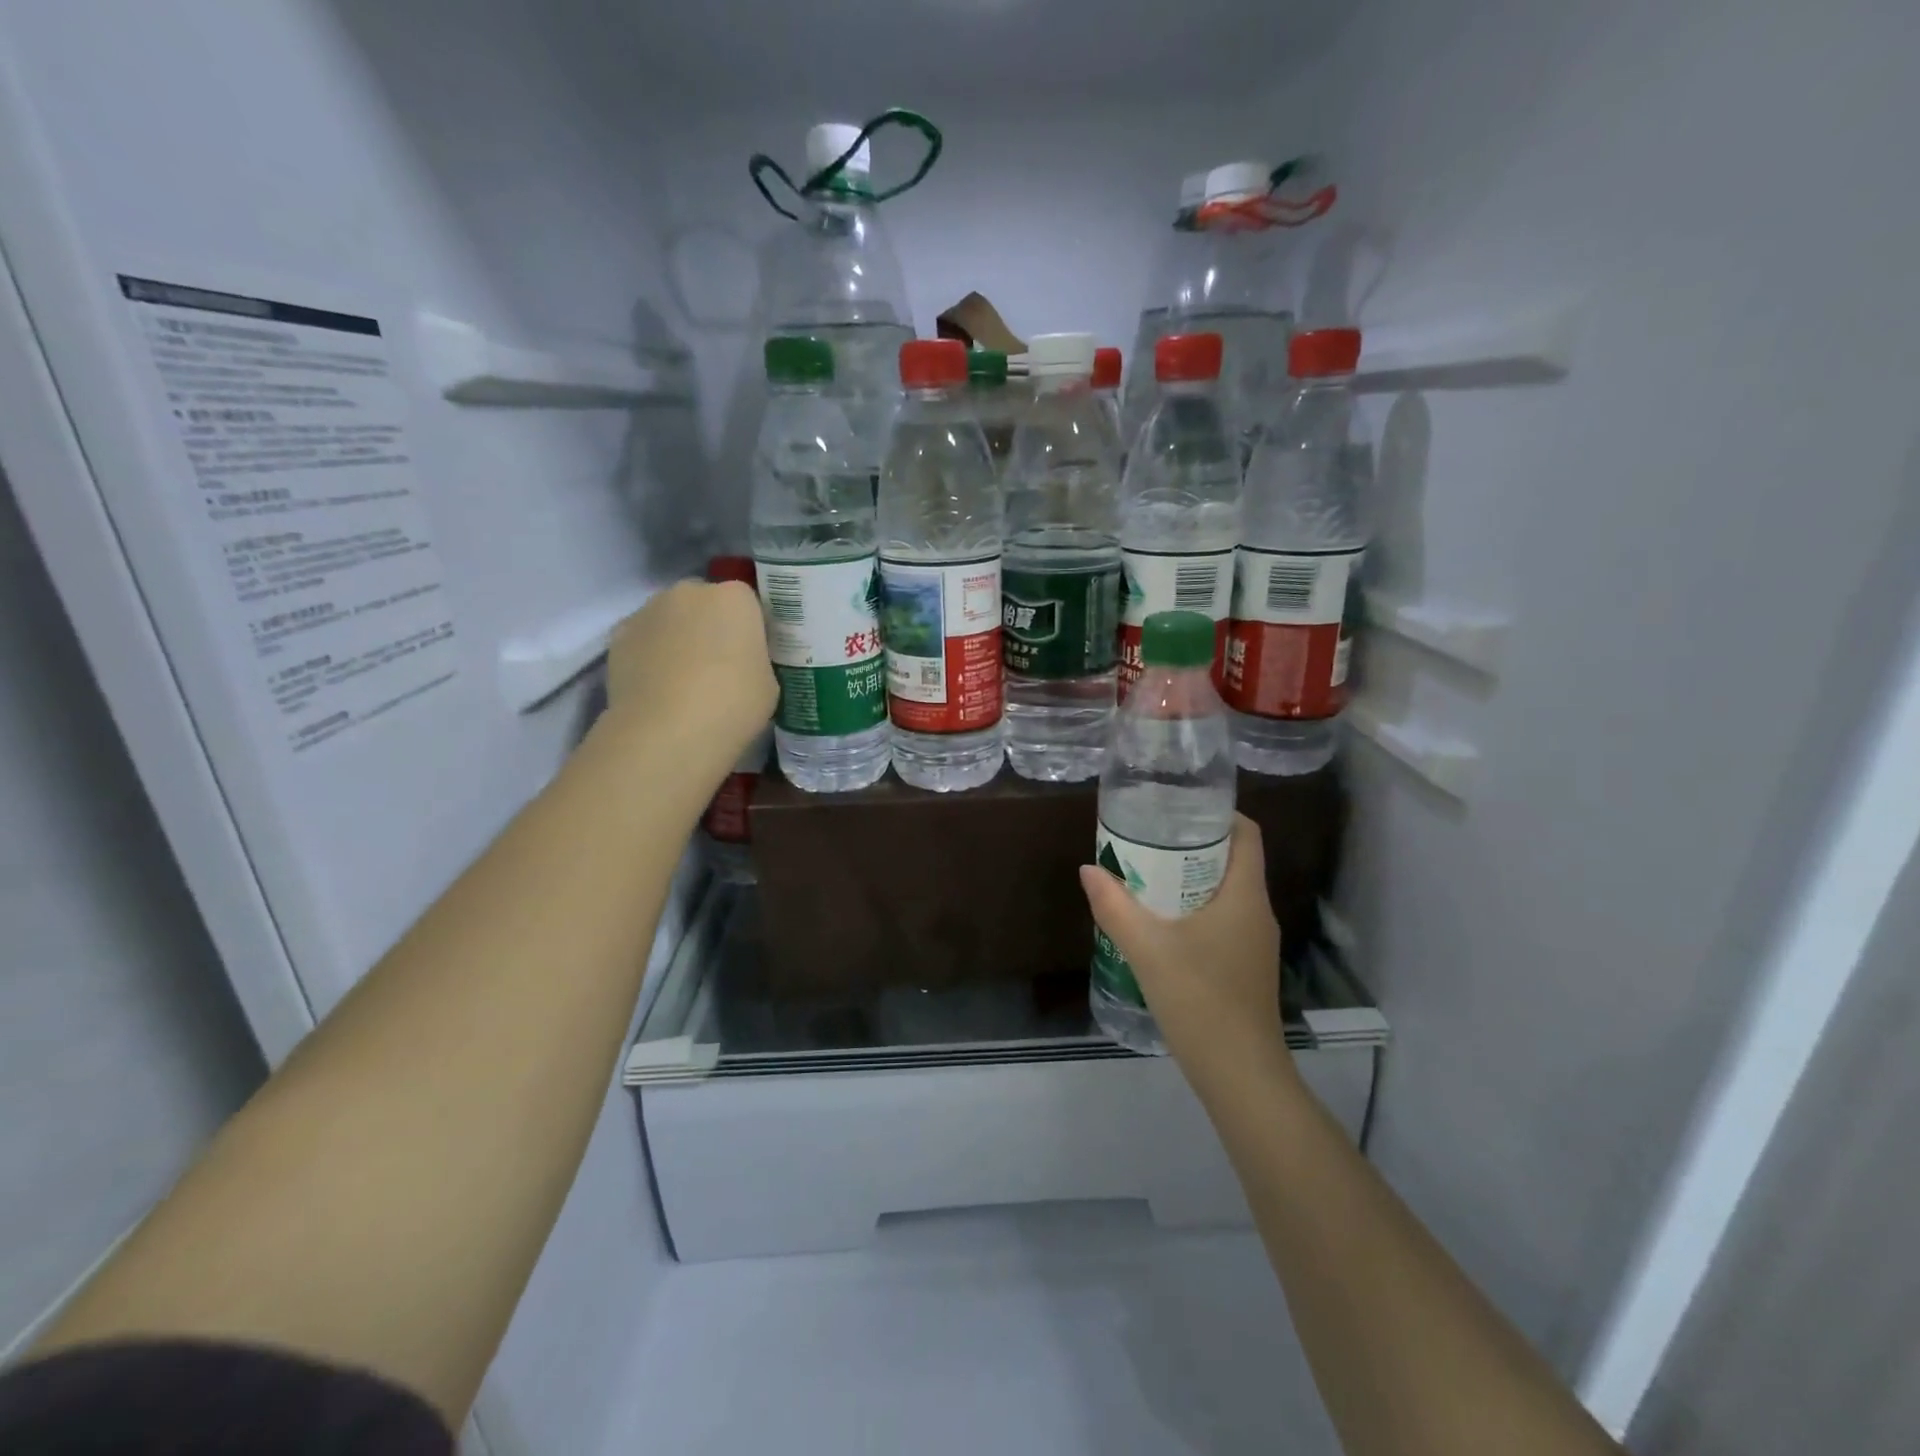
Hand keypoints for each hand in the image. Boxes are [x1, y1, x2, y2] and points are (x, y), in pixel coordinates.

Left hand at [605, 580, 775, 757]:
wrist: (666, 733)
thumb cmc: (732, 705)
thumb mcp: (769, 684)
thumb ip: (756, 661)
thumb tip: (741, 663)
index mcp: (735, 598)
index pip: (747, 603)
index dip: (749, 629)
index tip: (751, 656)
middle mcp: (690, 591)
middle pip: (705, 603)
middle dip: (711, 625)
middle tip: (718, 666)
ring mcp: (648, 610)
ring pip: (670, 618)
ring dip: (678, 637)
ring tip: (682, 680)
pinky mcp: (618, 634)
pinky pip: (643, 638)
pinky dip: (649, 654)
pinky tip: (656, 686)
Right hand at [1079, 815, 1294, 1090]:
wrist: (1239, 1075)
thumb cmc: (1199, 999)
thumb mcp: (1147, 948)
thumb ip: (1114, 906)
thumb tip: (1088, 869)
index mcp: (1244, 896)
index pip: (1247, 834)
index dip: (1218, 813)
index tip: (1178, 806)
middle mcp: (1257, 912)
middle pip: (1233, 860)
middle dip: (1193, 844)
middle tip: (1149, 837)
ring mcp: (1255, 943)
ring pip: (1226, 892)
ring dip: (1191, 878)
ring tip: (1147, 873)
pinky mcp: (1246, 967)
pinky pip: (1222, 920)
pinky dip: (1194, 908)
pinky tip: (1161, 923)